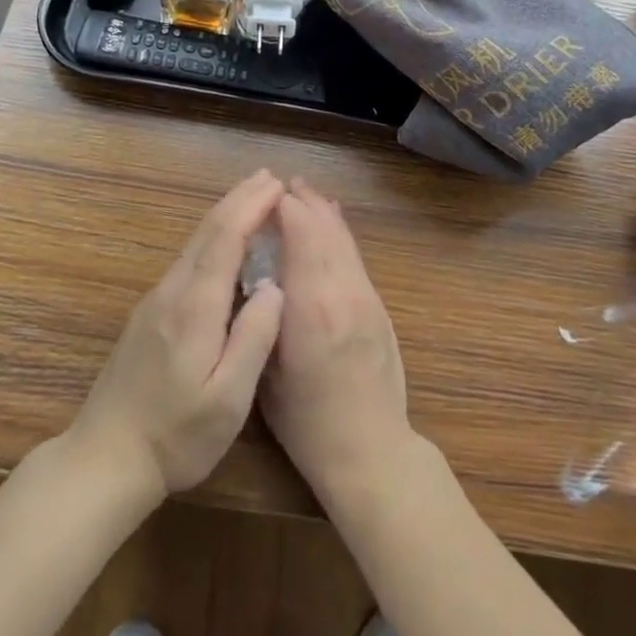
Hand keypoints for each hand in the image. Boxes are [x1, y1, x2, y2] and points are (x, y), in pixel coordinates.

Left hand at [70, 170, 286, 500]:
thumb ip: (253, 339)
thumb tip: (275, 288)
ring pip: (194, 243)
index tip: (277, 185)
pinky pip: (187, 260)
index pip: (225, 239)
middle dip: (239, 199)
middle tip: (269, 177)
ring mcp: (156, 301)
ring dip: (225, 215)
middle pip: (207, 231)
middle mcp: (172, 292)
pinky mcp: (149, 314)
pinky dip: (212, 237)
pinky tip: (223, 243)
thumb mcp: (228, 400)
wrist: (104, 459)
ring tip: (252, 198)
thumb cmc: (176, 436)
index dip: (251, 207)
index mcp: (194, 307)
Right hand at [260, 178, 413, 509]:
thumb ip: (264, 319)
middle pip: (324, 228)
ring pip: (343, 238)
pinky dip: (339, 233)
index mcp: (311, 304)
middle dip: (302, 201)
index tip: (262, 195)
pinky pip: (355, 256)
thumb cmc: (307, 422)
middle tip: (280, 184)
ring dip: (323, 212)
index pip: (301, 233)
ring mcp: (366, 295)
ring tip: (304, 192)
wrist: (371, 450)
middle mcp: (342, 289)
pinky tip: (331, 224)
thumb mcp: (267, 374)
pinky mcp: (378, 306)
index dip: (282, 207)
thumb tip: (257, 276)